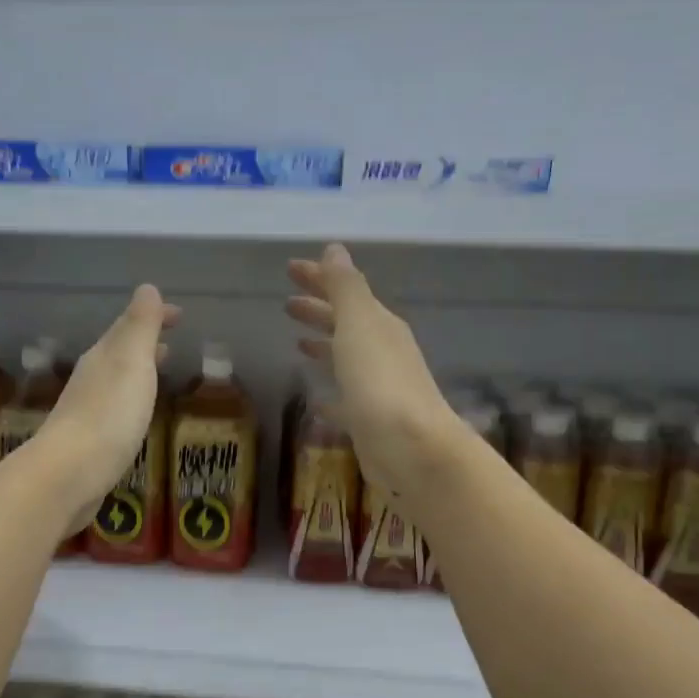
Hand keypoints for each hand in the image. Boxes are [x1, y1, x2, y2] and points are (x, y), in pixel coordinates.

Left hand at [38, 284, 179, 519]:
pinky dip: (130, 400)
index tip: (180, 315)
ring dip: (137, 371)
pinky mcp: (88, 442)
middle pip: (119, 351)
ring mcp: (86, 410)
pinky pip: (114, 409)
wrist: (70, 473)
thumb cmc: (109, 414)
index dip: (154, 316)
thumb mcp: (131, 362)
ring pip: (116, 380)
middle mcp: (91, 378)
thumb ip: (140, 326)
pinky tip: (136, 415)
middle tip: (170, 341)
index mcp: (103, 356)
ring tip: (158, 372)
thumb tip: (147, 288)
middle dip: (144, 342)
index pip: (129, 326)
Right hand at [286, 244, 462, 492]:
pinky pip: (344, 401)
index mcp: (379, 325)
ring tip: (297, 343)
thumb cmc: (379, 382)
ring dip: (324, 347)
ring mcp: (377, 389)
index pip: (345, 291)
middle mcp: (382, 352)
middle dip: (319, 311)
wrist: (410, 448)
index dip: (318, 278)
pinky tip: (315, 399)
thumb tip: (334, 248)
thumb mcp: (359, 325)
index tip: (289, 268)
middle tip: (287, 304)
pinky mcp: (369, 422)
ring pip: (345, 360)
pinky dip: (329, 395)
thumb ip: (345, 288)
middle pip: (346, 324)